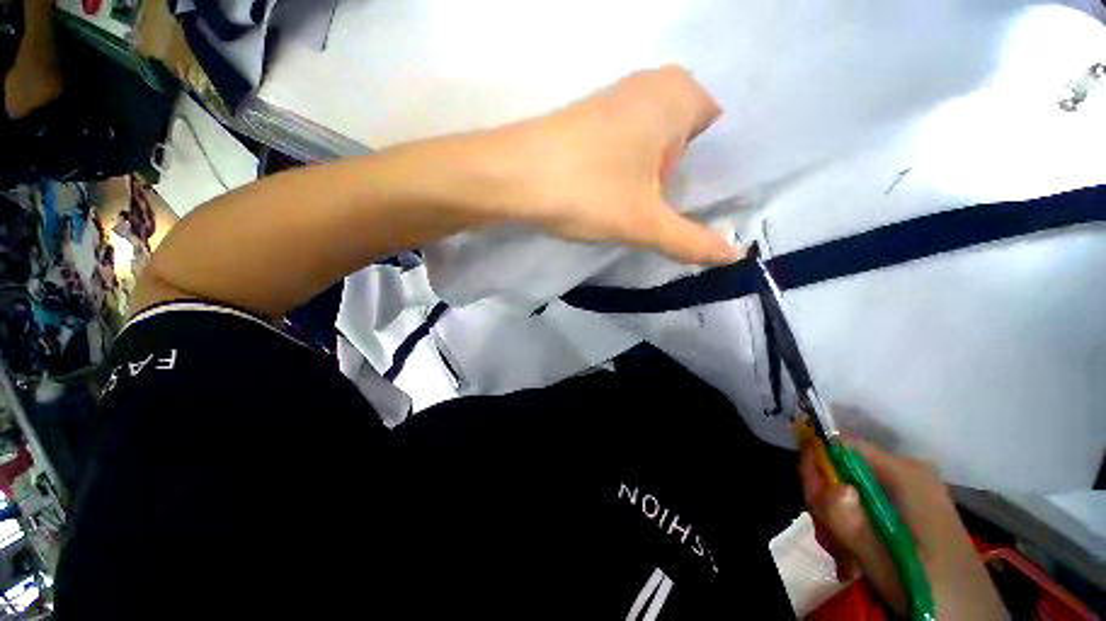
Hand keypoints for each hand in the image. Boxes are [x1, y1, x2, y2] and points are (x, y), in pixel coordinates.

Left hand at [484, 66, 739, 264]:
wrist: (513, 177)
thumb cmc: (588, 190)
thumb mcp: (645, 223)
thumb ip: (692, 241)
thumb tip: (734, 256)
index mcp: (679, 94)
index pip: (719, 137)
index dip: (713, 176)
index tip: (707, 209)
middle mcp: (652, 86)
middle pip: (687, 144)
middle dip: (683, 180)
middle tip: (676, 215)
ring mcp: (617, 100)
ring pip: (655, 147)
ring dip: (655, 179)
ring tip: (649, 211)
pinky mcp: (592, 120)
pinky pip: (629, 146)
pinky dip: (632, 171)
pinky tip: (621, 195)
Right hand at [800, 439, 1004, 619]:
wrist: (974, 618)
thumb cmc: (935, 591)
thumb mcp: (888, 565)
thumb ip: (854, 525)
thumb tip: (831, 486)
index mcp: (906, 474)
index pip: (841, 445)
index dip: (818, 467)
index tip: (815, 504)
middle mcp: (908, 471)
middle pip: (843, 467)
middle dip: (829, 502)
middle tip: (834, 542)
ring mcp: (911, 488)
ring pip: (851, 487)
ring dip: (839, 520)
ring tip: (848, 556)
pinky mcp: (911, 506)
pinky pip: (866, 501)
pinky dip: (853, 526)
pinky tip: (859, 554)